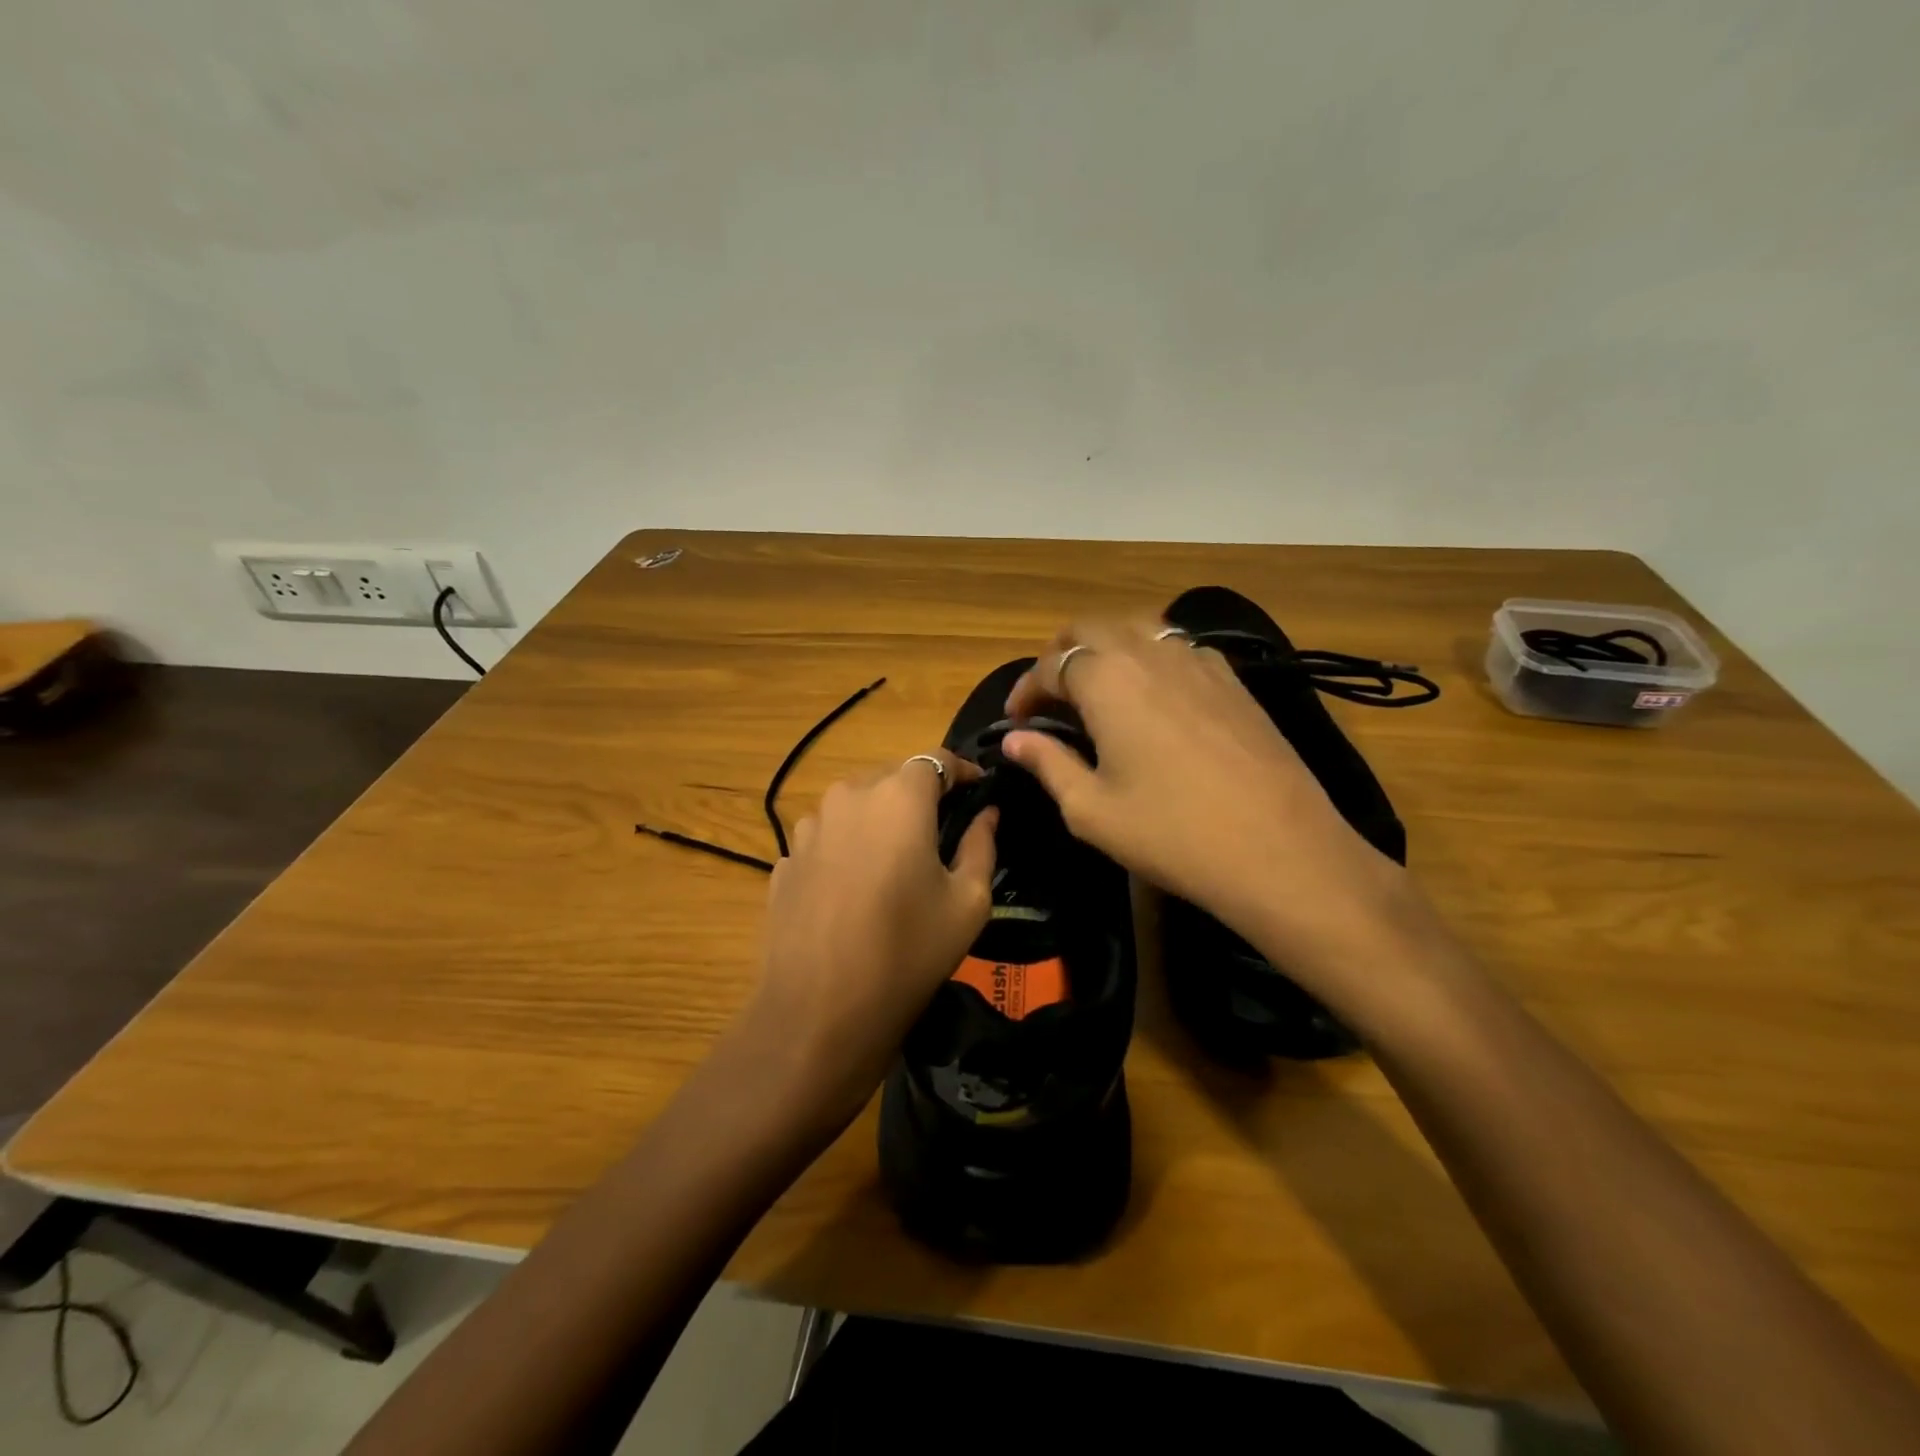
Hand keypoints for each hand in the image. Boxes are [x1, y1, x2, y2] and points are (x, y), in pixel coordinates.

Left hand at [739, 750, 997, 1125]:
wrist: (818, 1013)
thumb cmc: (908, 952)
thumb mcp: (968, 902)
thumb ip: (982, 844)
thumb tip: (987, 813)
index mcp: (899, 797)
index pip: (936, 759)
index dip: (962, 772)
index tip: (978, 793)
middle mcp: (848, 796)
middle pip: (892, 779)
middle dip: (920, 797)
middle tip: (941, 834)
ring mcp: (808, 827)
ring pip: (855, 807)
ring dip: (879, 822)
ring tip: (894, 865)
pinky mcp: (784, 860)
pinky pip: (827, 839)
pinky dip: (847, 849)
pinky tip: (855, 892)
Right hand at [1000, 620, 1419, 991]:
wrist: (1282, 850)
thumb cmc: (1171, 833)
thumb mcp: (1090, 809)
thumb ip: (1047, 763)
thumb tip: (1015, 740)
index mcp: (1106, 677)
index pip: (1050, 665)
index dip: (1025, 690)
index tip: (1015, 722)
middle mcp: (1149, 651)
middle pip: (1091, 629)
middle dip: (1060, 656)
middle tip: (1050, 699)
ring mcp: (1197, 660)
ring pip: (1137, 630)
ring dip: (1106, 652)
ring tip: (1098, 694)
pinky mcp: (1232, 678)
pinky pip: (1176, 649)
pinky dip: (1149, 661)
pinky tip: (1154, 700)